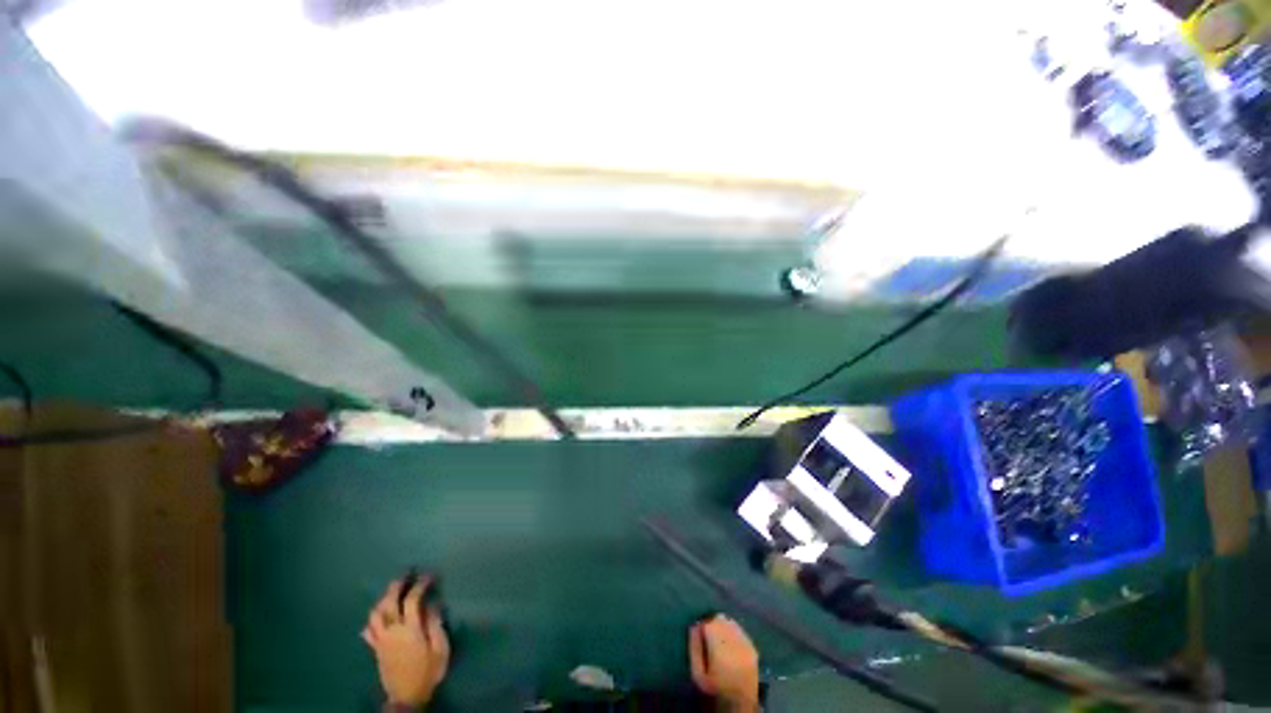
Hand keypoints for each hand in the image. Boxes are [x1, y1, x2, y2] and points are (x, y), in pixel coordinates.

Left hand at [362, 576, 449, 708]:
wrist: (406, 697)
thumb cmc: (427, 671)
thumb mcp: (440, 648)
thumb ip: (435, 624)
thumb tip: (432, 604)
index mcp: (409, 629)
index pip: (411, 600)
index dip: (420, 585)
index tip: (429, 576)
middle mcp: (392, 631)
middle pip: (389, 602)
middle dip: (397, 585)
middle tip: (406, 574)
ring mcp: (381, 640)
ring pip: (375, 614)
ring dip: (383, 599)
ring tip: (392, 592)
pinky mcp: (376, 649)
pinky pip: (369, 630)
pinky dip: (372, 620)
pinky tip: (377, 617)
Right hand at [689, 615, 759, 711]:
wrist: (740, 703)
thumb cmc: (715, 689)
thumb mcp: (697, 674)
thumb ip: (694, 648)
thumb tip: (694, 626)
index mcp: (719, 646)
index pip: (708, 623)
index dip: (702, 627)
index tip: (699, 634)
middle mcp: (734, 640)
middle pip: (720, 619)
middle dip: (712, 625)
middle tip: (709, 638)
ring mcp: (746, 642)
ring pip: (730, 622)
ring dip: (723, 627)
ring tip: (719, 641)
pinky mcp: (753, 647)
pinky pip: (740, 630)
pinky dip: (733, 632)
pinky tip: (730, 645)